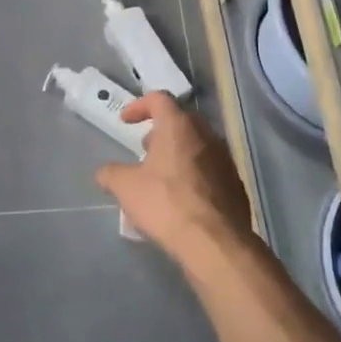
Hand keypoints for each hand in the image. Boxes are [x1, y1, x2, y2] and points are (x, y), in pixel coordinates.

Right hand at [95, 92, 251, 261]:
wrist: (215, 242)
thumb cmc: (166, 203)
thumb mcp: (126, 188)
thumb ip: (111, 174)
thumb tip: (105, 173)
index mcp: (179, 126)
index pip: (159, 99)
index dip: (140, 106)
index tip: (126, 121)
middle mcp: (206, 135)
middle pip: (182, 121)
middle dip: (160, 132)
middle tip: (144, 149)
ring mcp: (225, 159)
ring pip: (198, 145)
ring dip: (178, 153)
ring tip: (161, 176)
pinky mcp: (235, 184)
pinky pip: (210, 169)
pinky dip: (194, 174)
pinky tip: (182, 198)